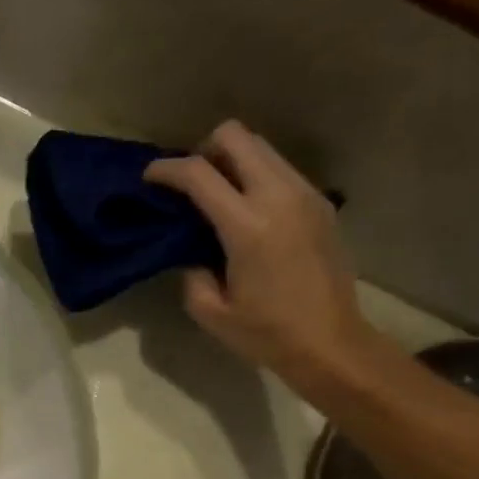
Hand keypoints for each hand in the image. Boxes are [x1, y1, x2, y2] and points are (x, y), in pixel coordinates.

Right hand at [145, 121, 380, 392]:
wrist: (330, 342)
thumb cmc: (265, 333)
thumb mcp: (210, 311)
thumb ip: (191, 270)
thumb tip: (190, 248)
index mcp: (247, 226)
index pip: (198, 173)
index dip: (166, 169)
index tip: (149, 178)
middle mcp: (279, 196)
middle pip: (236, 136)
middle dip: (203, 151)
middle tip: (189, 183)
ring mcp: (305, 195)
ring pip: (261, 147)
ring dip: (232, 161)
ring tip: (217, 195)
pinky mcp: (320, 203)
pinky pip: (280, 169)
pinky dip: (255, 176)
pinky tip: (246, 210)